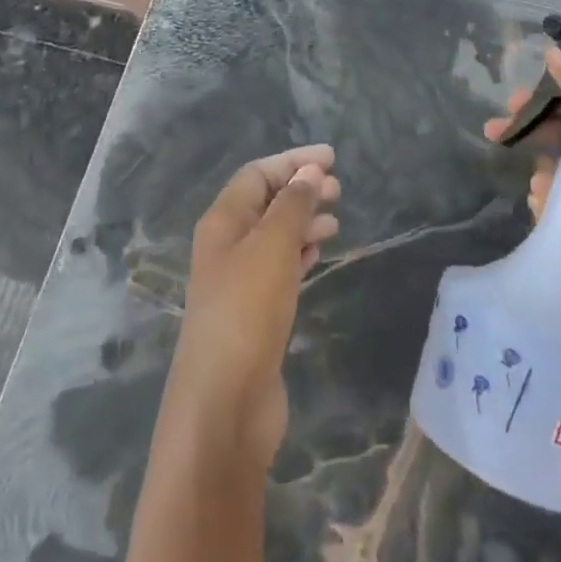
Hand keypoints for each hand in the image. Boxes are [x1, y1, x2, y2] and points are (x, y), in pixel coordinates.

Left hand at [162, 146, 340, 471]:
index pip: (257, 174)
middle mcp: (226, 245)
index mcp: (222, 222)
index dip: (292, 161)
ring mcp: (238, 281)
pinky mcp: (254, 312)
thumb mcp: (272, 247)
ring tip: (335, 219)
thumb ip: (292, 205)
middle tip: (338, 189)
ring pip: (274, 235)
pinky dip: (300, 253)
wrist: (224, 403)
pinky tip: (318, 253)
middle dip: (300, 189)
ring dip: (303, 221)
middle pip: (265, 202)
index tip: (332, 158)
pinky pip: (279, 267)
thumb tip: (310, 172)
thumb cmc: (246, 311)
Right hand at [485, 46, 560, 341]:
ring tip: (538, 181)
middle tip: (496, 128)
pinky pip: (552, 203)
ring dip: (539, 167)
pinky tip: (542, 203)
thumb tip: (551, 53)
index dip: (552, 91)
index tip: (519, 94)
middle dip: (530, 126)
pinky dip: (542, 199)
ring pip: (554, 167)